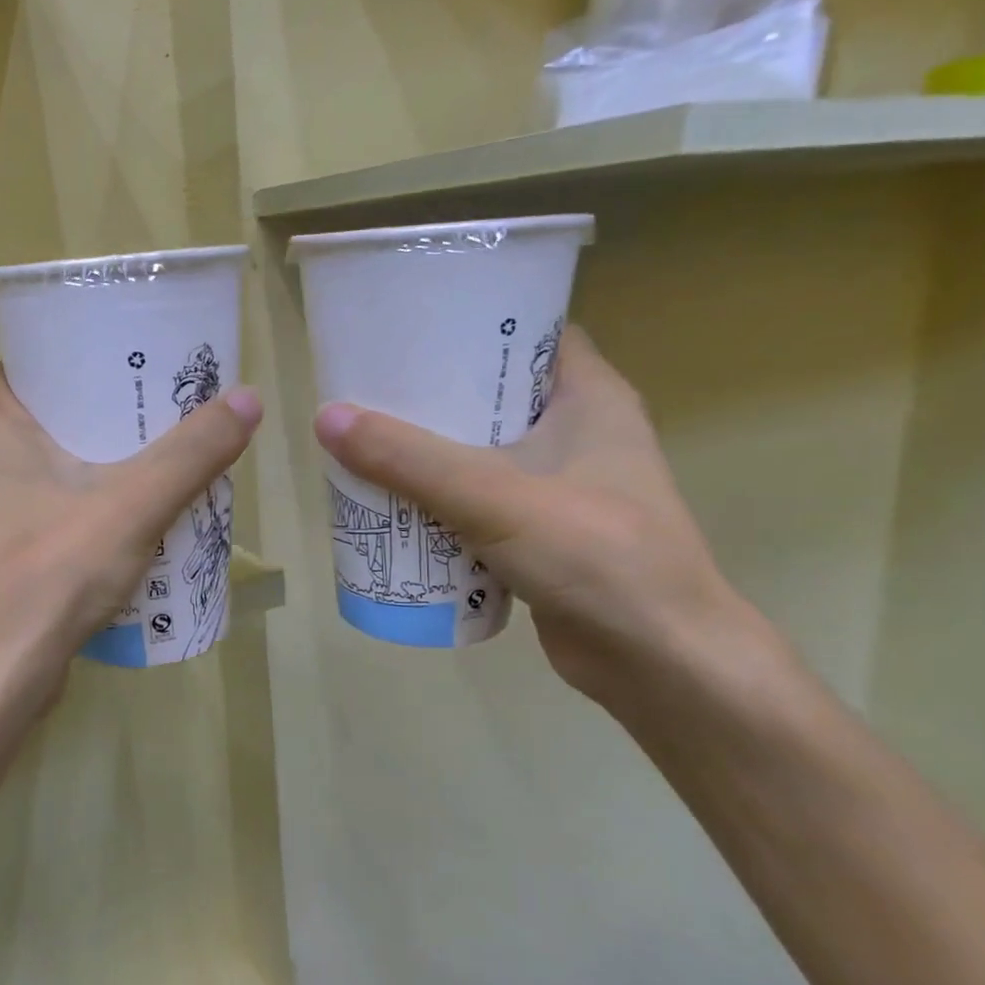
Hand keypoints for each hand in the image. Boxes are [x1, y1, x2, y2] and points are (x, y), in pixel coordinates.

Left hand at [0, 364, 262, 744]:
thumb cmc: (51, 572)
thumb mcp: (132, 504)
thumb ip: (191, 453)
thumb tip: (248, 399)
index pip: (28, 361)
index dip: (75, 354)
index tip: (127, 357)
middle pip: (50, 411)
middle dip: (105, 407)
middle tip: (163, 400)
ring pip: (54, 460)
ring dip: (104, 456)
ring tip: (164, 447)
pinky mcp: (8, 546)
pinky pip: (56, 501)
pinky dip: (93, 497)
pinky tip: (141, 508)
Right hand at [314, 327, 745, 706]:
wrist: (657, 662)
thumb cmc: (595, 555)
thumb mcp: (493, 495)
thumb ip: (408, 459)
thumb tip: (326, 417)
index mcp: (589, 397)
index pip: (530, 331)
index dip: (472, 322)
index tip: (409, 327)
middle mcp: (578, 432)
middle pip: (492, 393)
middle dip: (431, 394)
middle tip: (368, 388)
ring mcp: (561, 486)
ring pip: (481, 451)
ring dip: (428, 451)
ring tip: (365, 440)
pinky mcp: (542, 533)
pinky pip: (479, 500)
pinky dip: (440, 499)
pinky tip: (393, 503)